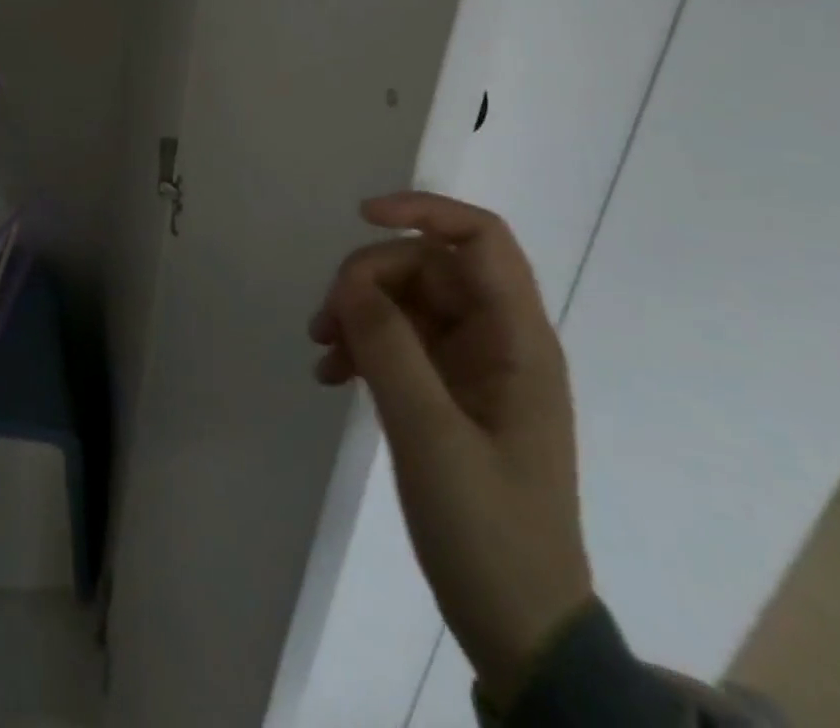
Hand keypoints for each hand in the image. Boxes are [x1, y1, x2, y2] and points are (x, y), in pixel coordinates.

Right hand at [309, 192, 592, 705]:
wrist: (519, 627)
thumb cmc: (489, 531)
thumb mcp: (432, 436)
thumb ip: (390, 348)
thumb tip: (351, 283)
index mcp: (517, 340)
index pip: (480, 240)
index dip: (423, 211)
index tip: (362, 218)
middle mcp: (498, 340)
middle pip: (427, 267)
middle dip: (369, 278)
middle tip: (325, 320)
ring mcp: (472, 366)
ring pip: (406, 301)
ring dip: (358, 311)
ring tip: (321, 351)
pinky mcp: (448, 391)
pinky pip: (398, 340)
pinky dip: (362, 345)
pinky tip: (331, 376)